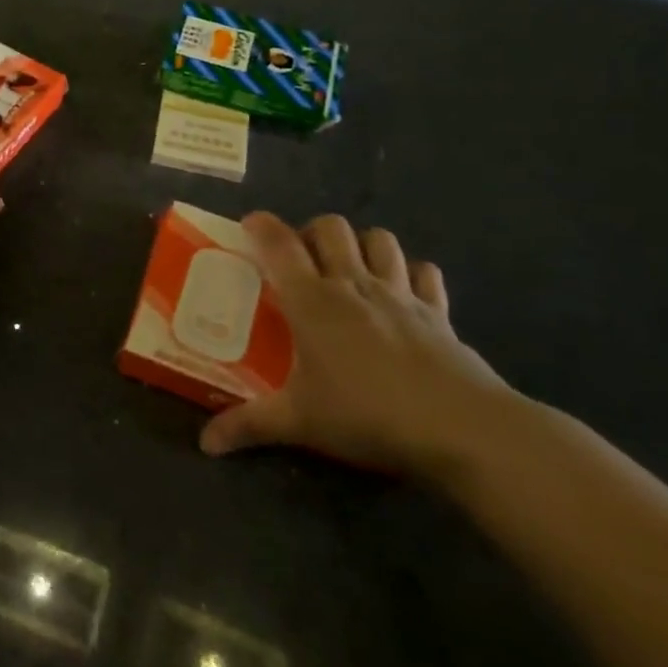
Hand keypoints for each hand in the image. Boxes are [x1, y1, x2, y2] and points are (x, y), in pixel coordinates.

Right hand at [199, 214, 514, 484]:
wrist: (461, 429)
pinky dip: (411, 273)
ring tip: (349, 268)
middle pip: (332, 228)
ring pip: (380, 240)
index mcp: (312, 301)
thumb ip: (250, 426)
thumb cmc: (367, 415)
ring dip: (361, 244)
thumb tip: (206, 443)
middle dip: (312, 232)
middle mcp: (353, 284)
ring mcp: (400, 294)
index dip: (262, 226)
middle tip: (302, 258)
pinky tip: (403, 292)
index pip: (280, 244)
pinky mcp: (438, 312)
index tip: (250, 223)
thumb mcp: (300, 422)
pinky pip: (424, 273)